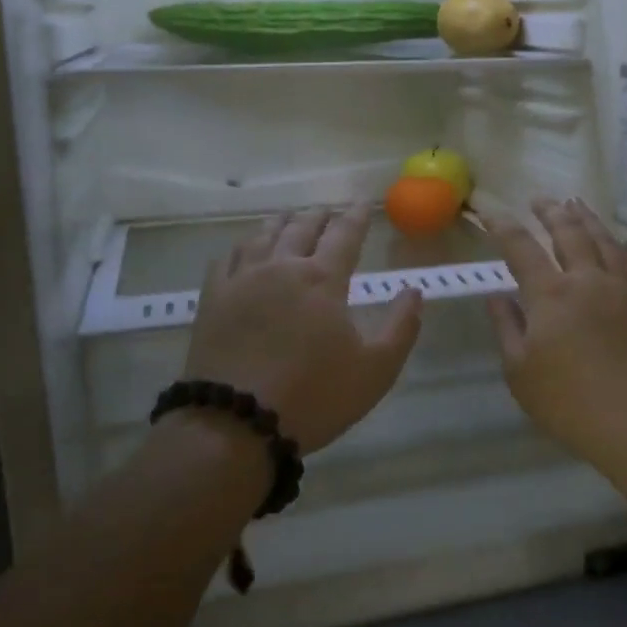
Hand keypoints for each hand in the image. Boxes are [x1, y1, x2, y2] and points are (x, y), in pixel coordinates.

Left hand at [183, 206, 422, 454]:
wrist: (236, 423)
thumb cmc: (314, 396)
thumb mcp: (376, 369)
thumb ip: (401, 326)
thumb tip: (413, 290)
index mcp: (323, 279)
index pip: (344, 235)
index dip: (357, 217)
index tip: (364, 204)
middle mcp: (282, 267)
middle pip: (302, 228)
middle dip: (319, 216)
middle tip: (328, 210)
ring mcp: (242, 280)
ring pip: (263, 236)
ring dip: (281, 223)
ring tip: (289, 219)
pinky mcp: (213, 298)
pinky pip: (227, 258)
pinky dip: (242, 246)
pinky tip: (245, 250)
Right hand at [485, 198, 626, 475]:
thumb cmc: (568, 402)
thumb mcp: (520, 371)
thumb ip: (506, 327)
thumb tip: (497, 296)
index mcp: (550, 295)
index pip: (521, 248)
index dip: (503, 226)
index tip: (490, 211)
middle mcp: (586, 280)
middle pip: (568, 233)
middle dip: (550, 212)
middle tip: (539, 199)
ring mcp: (621, 290)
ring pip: (603, 240)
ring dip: (586, 218)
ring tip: (575, 204)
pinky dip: (617, 243)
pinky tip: (615, 239)